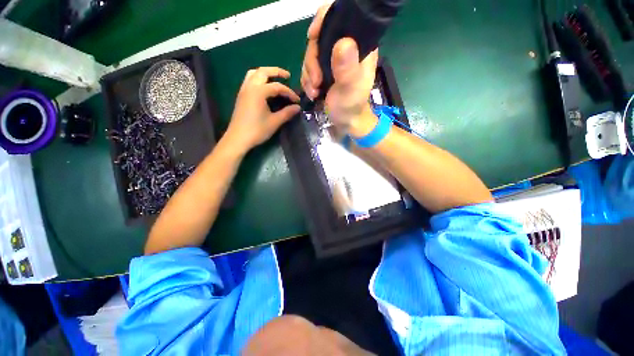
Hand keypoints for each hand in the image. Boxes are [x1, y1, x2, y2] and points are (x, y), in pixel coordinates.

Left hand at [225, 67, 299, 151]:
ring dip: (265, 73)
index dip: (289, 93)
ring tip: (275, 78)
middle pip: (263, 72)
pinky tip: (264, 87)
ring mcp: (244, 90)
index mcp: (259, 92)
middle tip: (287, 76)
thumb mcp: (274, 122)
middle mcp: (250, 87)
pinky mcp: (241, 96)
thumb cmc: (257, 130)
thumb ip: (287, 113)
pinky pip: (249, 80)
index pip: (277, 87)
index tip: (297, 101)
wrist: (238, 139)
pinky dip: (258, 78)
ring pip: (254, 73)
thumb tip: (297, 107)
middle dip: (276, 71)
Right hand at [301, 2, 377, 131]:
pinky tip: (313, 92)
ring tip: (314, 92)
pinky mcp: (324, 70)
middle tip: (316, 82)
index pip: (341, 18)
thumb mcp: (350, 90)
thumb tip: (342, 42)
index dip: (324, 20)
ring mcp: (333, 59)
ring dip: (308, 74)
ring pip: (311, 54)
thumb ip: (347, 69)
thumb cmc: (351, 107)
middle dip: (312, 60)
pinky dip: (307, 80)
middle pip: (320, 37)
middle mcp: (347, 48)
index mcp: (359, 46)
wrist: (345, 122)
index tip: (312, 37)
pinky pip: (308, 67)